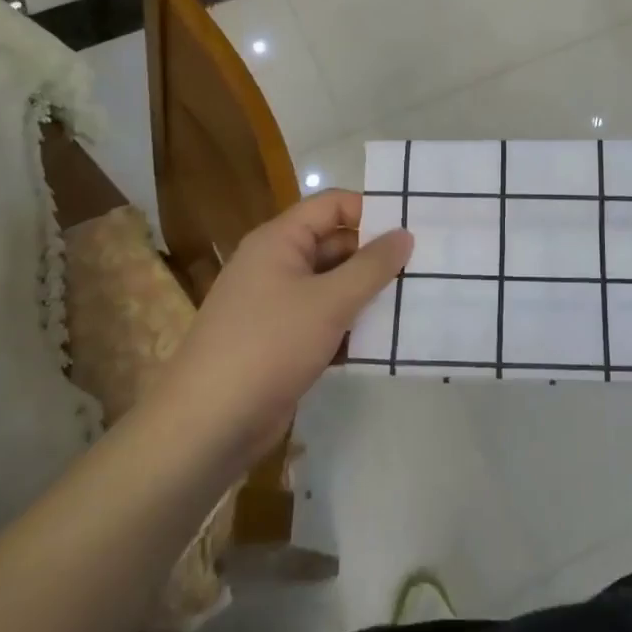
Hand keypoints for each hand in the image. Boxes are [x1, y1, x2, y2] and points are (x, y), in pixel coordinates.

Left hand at [168, 190, 411, 465]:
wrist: (207, 425)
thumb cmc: (268, 346)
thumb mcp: (329, 301)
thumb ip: (371, 266)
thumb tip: (405, 234)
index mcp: (279, 240)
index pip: (332, 205)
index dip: (371, 210)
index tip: (414, 228)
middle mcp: (276, 264)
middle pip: (335, 245)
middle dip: (376, 257)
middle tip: (425, 268)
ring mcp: (276, 305)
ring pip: (332, 286)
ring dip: (367, 294)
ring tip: (415, 302)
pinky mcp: (281, 341)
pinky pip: (323, 320)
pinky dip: (350, 326)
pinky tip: (386, 341)